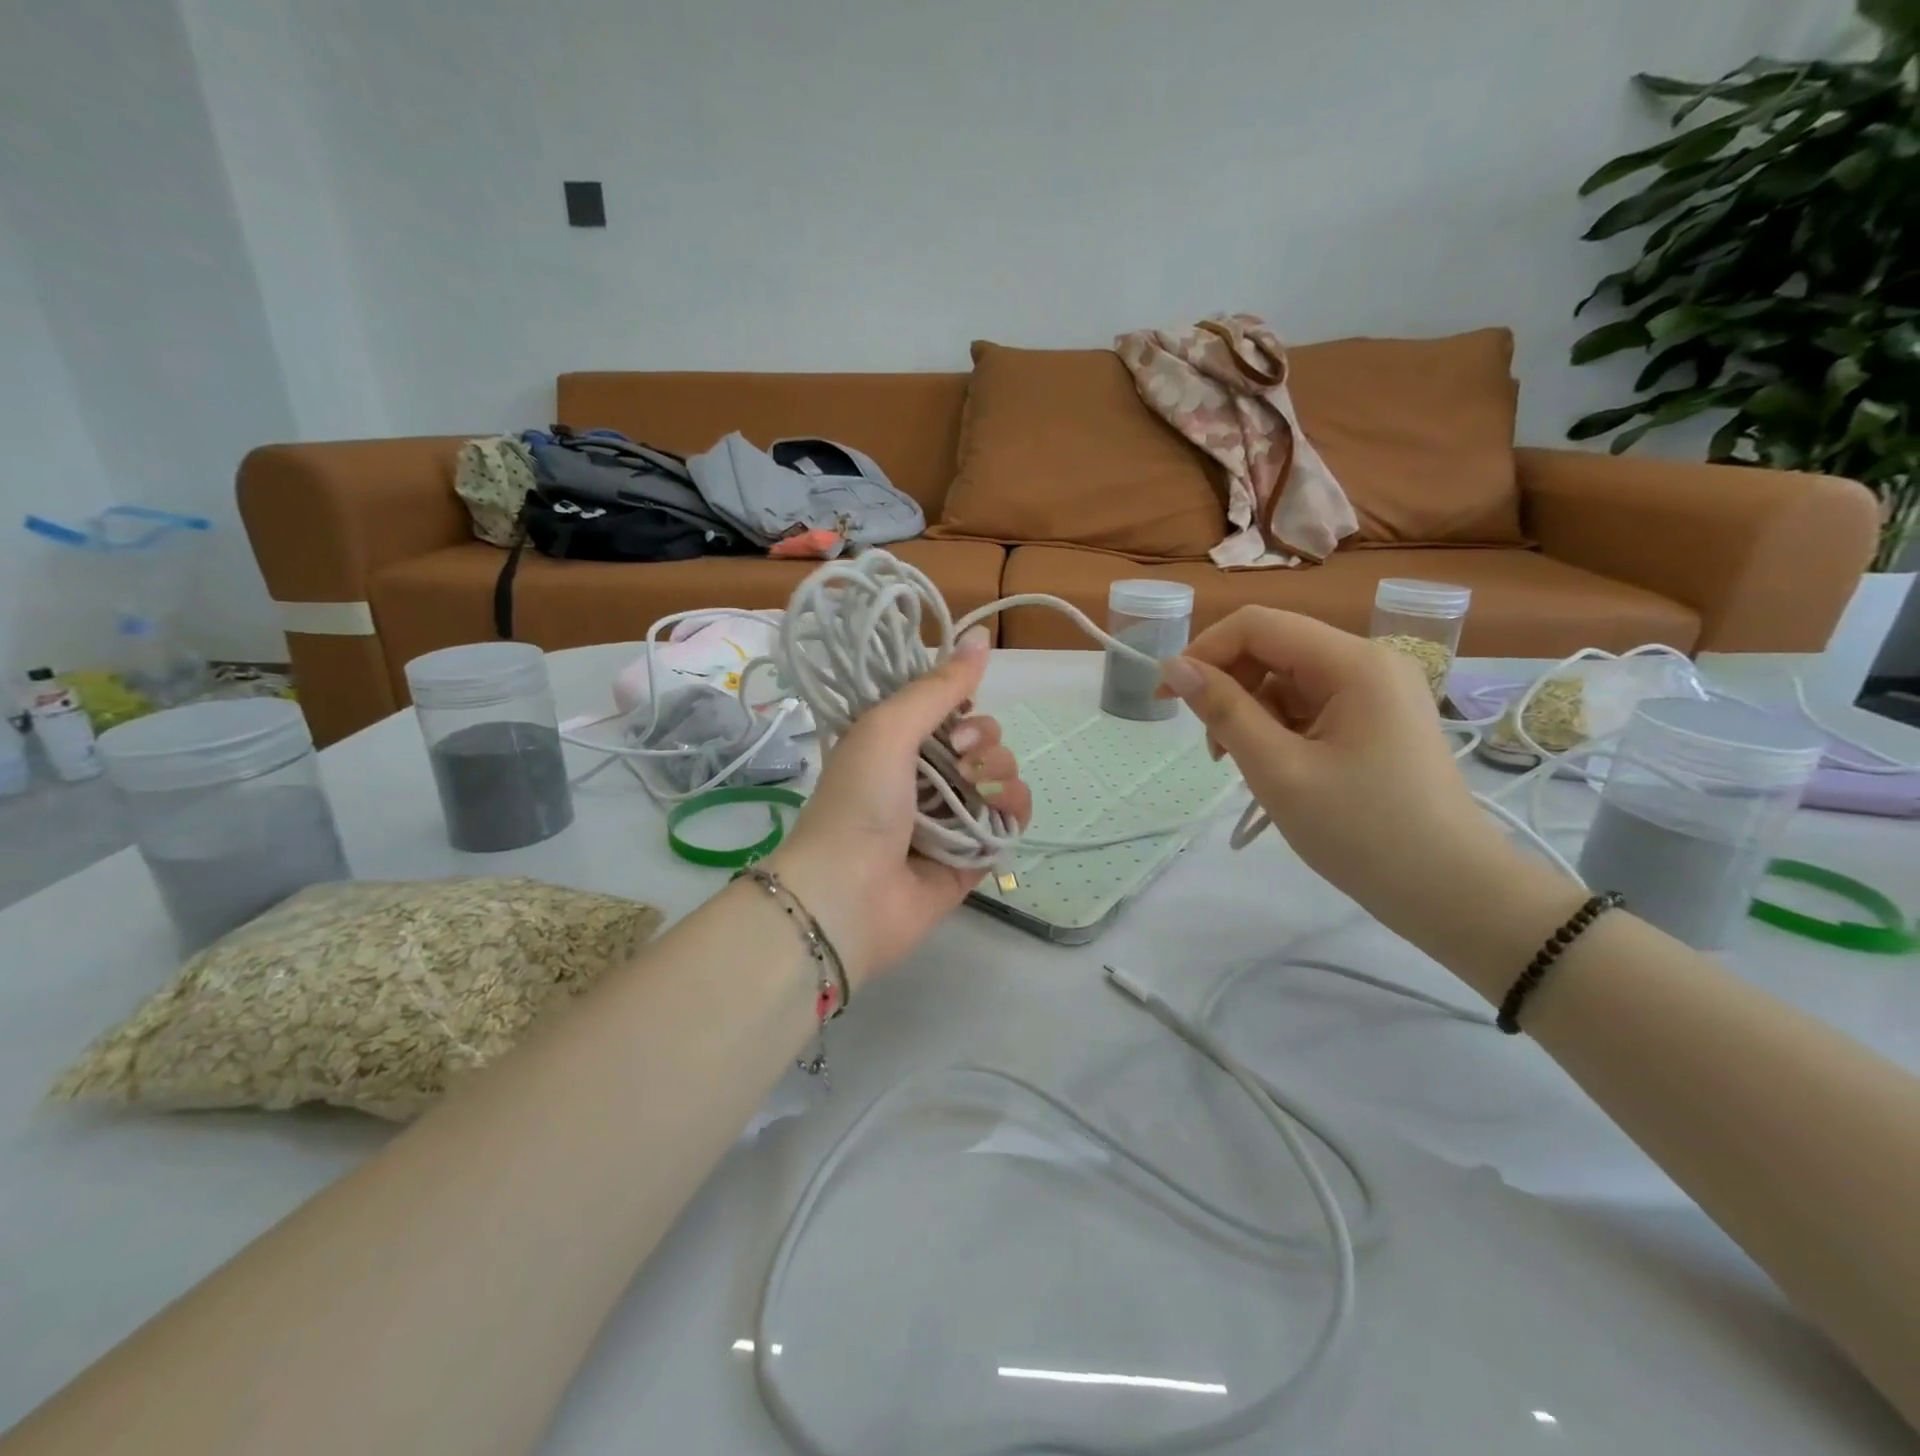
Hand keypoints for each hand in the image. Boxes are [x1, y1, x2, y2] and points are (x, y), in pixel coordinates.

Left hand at [769, 628, 1031, 982]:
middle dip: (983, 741)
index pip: (951, 708)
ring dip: (1001, 772)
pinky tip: (999, 809)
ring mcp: (952, 815)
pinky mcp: (975, 852)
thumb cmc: (859, 802)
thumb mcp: (888, 728)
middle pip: (982, 740)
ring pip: (1001, 774)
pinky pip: (1012, 817)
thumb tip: (982, 635)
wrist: (849, 895)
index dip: (963, 705)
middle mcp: (926, 775)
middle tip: (958, 759)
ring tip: (975, 790)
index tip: (954, 717)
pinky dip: (1014, 807)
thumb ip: (938, 687)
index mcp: (898, 742)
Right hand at [1159, 608, 1520, 936]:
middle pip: (1272, 649)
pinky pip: (1308, 705)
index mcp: (1353, 662)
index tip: (1168, 698)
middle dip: (1229, 688)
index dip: (1203, 652)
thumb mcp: (1278, 770)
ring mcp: (1376, 691)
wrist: (1450, 892)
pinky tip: (1275, 768)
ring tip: (1244, 766)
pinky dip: (1278, 729)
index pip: (1257, 625)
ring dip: (1251, 714)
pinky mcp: (1375, 719)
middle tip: (1213, 749)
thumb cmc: (1363, 832)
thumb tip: (1175, 667)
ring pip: (1286, 680)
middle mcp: (1368, 662)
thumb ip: (1224, 711)